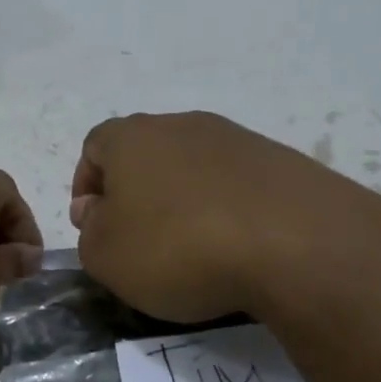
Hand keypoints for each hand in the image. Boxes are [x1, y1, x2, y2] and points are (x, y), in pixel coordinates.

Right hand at [70, 111, 380, 321]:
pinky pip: (236, 183)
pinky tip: (235, 246)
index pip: (94, 147)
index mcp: (131, 137)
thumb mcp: (107, 257)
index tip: (93, 225)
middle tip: (139, 238)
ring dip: (183, 200)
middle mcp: (181, 124)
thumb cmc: (178, 246)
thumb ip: (89, 233)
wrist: (294, 241)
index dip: (86, 185)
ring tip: (192, 248)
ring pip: (193, 166)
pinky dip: (226, 209)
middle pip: (145, 153)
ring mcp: (235, 138)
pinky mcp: (279, 161)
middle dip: (135, 192)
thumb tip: (98, 212)